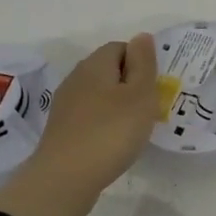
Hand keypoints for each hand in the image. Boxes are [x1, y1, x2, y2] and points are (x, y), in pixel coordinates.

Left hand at [0, 34, 157, 215]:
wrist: (64, 179)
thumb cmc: (110, 132)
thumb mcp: (140, 95)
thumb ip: (143, 63)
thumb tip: (142, 36)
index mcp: (96, 64)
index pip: (121, 47)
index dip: (141, 63)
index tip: (153, 87)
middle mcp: (77, 77)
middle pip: (109, 70)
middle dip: (130, 85)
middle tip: (148, 108)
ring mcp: (66, 104)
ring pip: (99, 94)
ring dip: (117, 106)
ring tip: (133, 128)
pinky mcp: (61, 128)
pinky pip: (89, 116)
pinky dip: (103, 124)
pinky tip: (112, 143)